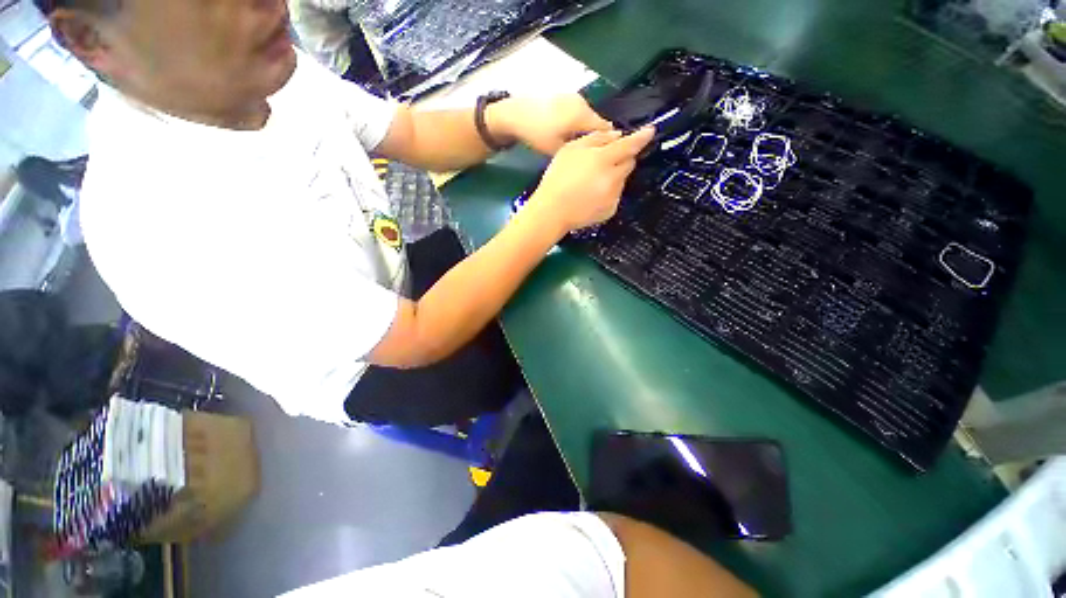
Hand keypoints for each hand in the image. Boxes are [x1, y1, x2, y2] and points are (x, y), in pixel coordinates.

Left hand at [487, 94, 613, 154]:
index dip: (609, 144)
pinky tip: (569, 135)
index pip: (606, 129)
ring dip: (587, 131)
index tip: (606, 158)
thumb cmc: (537, 135)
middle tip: (591, 155)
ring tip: (578, 147)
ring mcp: (573, 98)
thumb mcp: (558, 149)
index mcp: (582, 115)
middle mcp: (582, 103)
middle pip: (598, 123)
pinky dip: (579, 124)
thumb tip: (594, 154)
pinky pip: (579, 113)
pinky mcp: (565, 97)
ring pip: (588, 118)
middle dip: (598, 138)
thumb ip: (579, 150)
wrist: (515, 114)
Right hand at [526, 128, 654, 233]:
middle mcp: (613, 179)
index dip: (642, 137)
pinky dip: (608, 193)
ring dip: (613, 176)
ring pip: (622, 180)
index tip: (650, 131)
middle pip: (629, 163)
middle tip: (601, 163)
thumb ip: (596, 139)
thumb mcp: (571, 149)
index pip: (630, 145)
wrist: (552, 211)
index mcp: (603, 160)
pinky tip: (591, 196)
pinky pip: (615, 196)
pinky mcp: (611, 210)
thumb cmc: (557, 179)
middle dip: (621, 159)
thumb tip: (616, 136)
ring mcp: (613, 196)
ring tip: (591, 183)